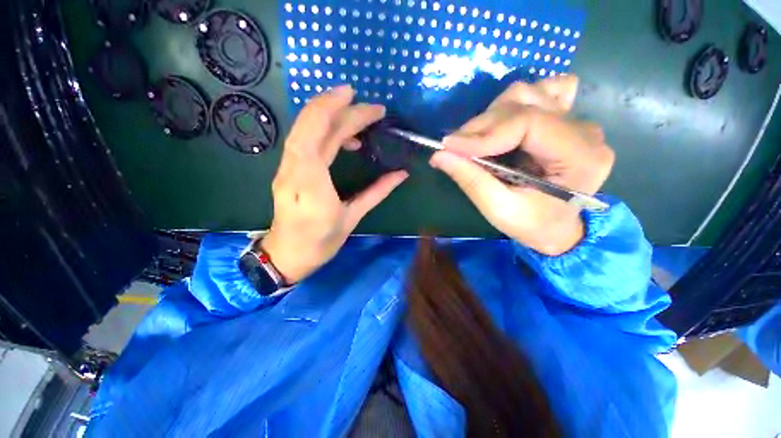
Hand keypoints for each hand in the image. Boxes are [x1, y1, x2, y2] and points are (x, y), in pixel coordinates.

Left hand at [262, 86, 407, 282]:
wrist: (288, 254)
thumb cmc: (322, 241)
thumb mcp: (352, 218)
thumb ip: (377, 192)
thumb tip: (401, 174)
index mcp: (312, 184)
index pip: (326, 135)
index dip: (348, 115)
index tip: (371, 107)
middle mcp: (294, 169)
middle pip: (312, 125)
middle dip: (339, 107)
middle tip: (368, 106)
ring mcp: (286, 168)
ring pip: (303, 128)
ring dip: (328, 113)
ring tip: (356, 115)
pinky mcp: (287, 169)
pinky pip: (302, 140)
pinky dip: (322, 130)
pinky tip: (342, 138)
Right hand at [430, 76, 614, 255]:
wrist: (557, 229)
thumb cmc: (533, 225)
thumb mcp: (499, 209)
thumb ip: (471, 180)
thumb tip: (439, 155)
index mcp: (580, 157)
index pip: (528, 123)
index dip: (484, 132)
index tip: (449, 146)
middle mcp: (584, 131)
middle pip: (524, 104)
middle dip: (481, 126)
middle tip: (454, 149)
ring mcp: (576, 122)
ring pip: (527, 94)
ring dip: (492, 116)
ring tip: (474, 142)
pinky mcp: (564, 121)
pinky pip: (542, 93)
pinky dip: (516, 104)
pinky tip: (503, 122)